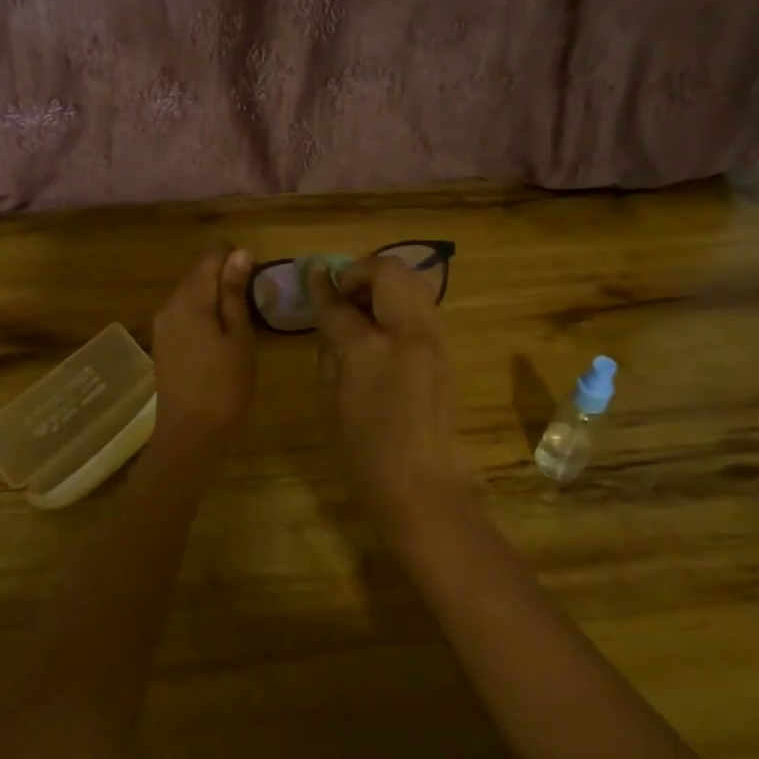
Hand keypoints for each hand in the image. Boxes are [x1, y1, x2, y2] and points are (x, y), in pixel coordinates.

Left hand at [151, 246, 256, 448]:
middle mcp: (170, 305)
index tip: (257, 274)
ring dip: (214, 296)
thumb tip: (239, 254)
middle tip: (254, 295)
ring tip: (242, 314)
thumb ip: (235, 293)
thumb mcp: (239, 337)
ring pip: (190, 295)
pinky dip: (203, 314)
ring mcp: (162, 326)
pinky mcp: (163, 344)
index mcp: (189, 299)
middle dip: (224, 275)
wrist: (189, 434)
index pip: (210, 257)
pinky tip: (221, 333)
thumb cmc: (224, 385)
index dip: (234, 257)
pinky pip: (184, 315)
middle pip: (197, 274)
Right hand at [309, 255, 465, 515]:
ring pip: (412, 281)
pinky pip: (421, 305)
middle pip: (388, 272)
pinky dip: (399, 301)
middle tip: (342, 294)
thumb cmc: (365, 453)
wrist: (424, 487)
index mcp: (370, 348)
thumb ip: (330, 349)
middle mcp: (407, 332)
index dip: (321, 288)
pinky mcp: (445, 350)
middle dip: (360, 272)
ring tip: (362, 309)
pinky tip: (381, 327)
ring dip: (383, 284)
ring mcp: (433, 339)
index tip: (313, 275)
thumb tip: (330, 318)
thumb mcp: (331, 401)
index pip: (339, 304)